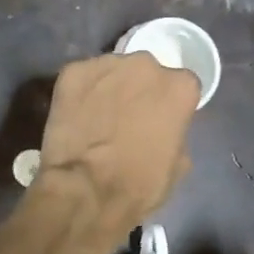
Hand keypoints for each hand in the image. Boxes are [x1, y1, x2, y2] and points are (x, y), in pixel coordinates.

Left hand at [37, 52, 199, 231]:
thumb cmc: (141, 184)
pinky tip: (75, 115)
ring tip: (96, 117)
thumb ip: (175, 131)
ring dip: (108, 88)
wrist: (87, 190)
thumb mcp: (179, 163)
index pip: (180, 86)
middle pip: (145, 72)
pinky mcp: (72, 72)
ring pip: (112, 71)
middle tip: (125, 118)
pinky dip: (80, 92)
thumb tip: (163, 126)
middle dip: (137, 90)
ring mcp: (106, 64)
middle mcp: (145, 64)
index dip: (168, 105)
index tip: (158, 121)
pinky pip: (82, 78)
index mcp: (179, 86)